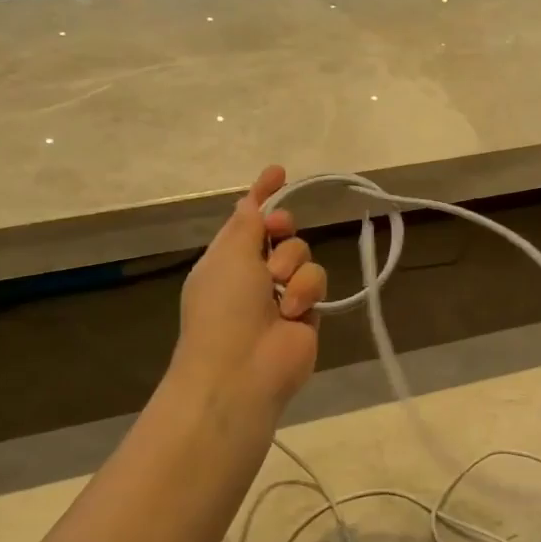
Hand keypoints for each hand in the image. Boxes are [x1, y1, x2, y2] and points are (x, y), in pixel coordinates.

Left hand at [172, 165, 327, 415]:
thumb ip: (247, 224)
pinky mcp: (307, 311)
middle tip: (279, 231)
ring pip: (303, 255)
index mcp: (227, 258)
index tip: (279, 172)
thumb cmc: (224, 307)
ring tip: (278, 294)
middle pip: (282, 233)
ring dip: (292, 267)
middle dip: (282, 229)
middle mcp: (254, 273)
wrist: (242, 369)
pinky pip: (316, 281)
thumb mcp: (229, 255)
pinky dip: (305, 291)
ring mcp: (281, 293)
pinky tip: (293, 311)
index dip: (262, 195)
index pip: (248, 219)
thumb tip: (250, 203)